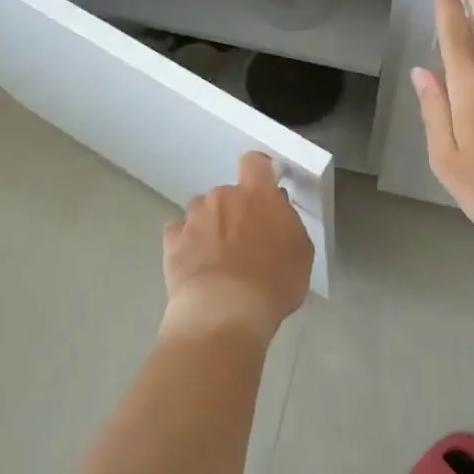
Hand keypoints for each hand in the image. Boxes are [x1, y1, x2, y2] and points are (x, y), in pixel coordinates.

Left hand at [162, 151, 312, 340]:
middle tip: (244, 241)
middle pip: (227, 193)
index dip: (259, 171)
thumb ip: (288, 222)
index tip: (264, 187)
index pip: (255, 162)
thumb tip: (277, 208)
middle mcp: (222, 197)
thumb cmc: (273, 281)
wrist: (225, 310)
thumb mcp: (301, 252)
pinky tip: (195, 264)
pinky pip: (179, 232)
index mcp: (257, 194)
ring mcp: (194, 218)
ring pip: (201, 211)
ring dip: (209, 225)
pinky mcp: (172, 241)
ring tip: (216, 256)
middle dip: (234, 211)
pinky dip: (186, 243)